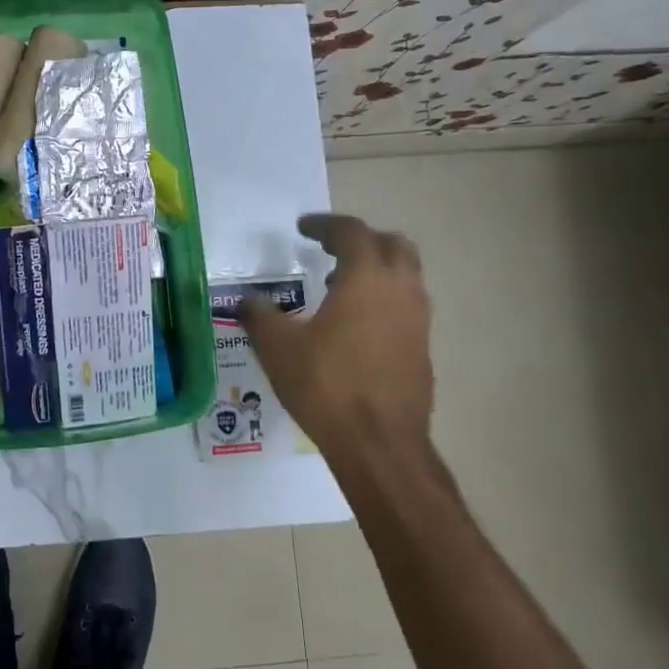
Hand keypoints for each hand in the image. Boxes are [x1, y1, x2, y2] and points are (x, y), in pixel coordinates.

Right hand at [239, 214, 440, 485]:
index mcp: (367, 278)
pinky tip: (356, 327)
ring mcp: (418, 320)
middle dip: (360, 240)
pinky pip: (407, 306)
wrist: (380, 444)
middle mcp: (401, 290)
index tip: (303, 228)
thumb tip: (245, 301)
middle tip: (330, 250)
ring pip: (406, 275)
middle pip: (391, 244)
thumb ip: (259, 315)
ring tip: (340, 287)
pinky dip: (384, 300)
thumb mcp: (277, 347)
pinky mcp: (423, 349)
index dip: (325, 224)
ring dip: (376, 269)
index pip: (352, 232)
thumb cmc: (326, 385)